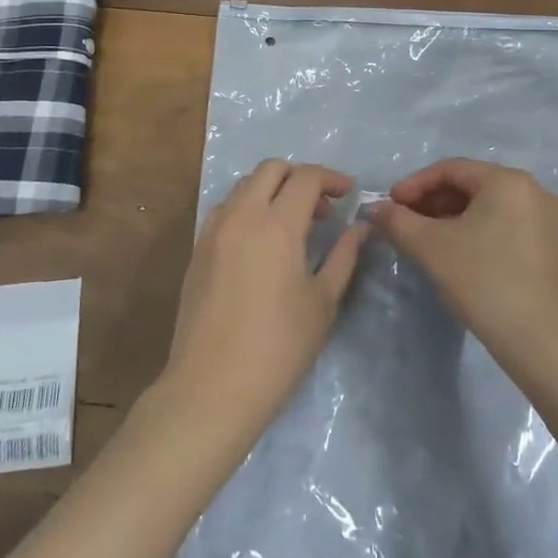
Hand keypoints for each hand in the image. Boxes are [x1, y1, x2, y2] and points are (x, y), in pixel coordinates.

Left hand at [160, 160, 366, 441]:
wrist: (211, 388)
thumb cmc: (278, 349)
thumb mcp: (322, 302)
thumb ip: (344, 255)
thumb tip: (360, 227)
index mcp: (276, 225)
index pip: (305, 177)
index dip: (331, 178)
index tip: (348, 194)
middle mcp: (241, 216)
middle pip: (271, 169)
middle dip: (300, 177)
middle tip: (321, 208)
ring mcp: (213, 230)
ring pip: (244, 185)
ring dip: (272, 190)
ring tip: (292, 224)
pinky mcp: (198, 249)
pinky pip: (226, 209)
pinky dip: (248, 208)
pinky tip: (261, 243)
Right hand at [370, 160, 557, 375]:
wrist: (544, 344)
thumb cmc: (486, 282)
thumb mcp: (432, 248)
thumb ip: (399, 222)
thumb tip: (377, 209)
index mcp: (509, 181)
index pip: (451, 169)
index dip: (414, 184)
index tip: (390, 205)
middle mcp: (533, 191)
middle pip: (471, 185)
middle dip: (432, 202)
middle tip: (403, 223)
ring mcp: (546, 220)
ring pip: (487, 207)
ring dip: (451, 218)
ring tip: (422, 239)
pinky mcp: (550, 247)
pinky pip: (503, 225)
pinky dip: (474, 232)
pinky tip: (454, 254)